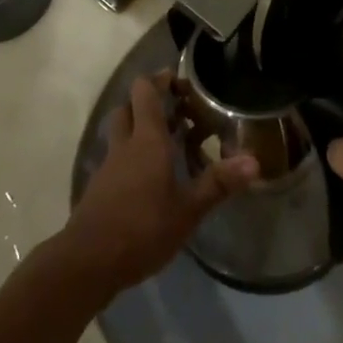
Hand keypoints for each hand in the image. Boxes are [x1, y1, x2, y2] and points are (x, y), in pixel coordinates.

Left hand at [58, 73, 257, 297]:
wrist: (87, 262)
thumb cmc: (142, 228)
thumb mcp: (188, 210)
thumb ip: (218, 183)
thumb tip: (255, 161)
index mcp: (147, 140)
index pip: (145, 92)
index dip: (160, 80)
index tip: (180, 81)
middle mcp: (124, 145)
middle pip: (128, 107)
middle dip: (147, 102)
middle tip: (175, 112)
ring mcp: (108, 166)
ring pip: (120, 132)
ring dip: (138, 128)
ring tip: (167, 143)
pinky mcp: (99, 188)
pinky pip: (116, 158)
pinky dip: (130, 156)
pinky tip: (149, 178)